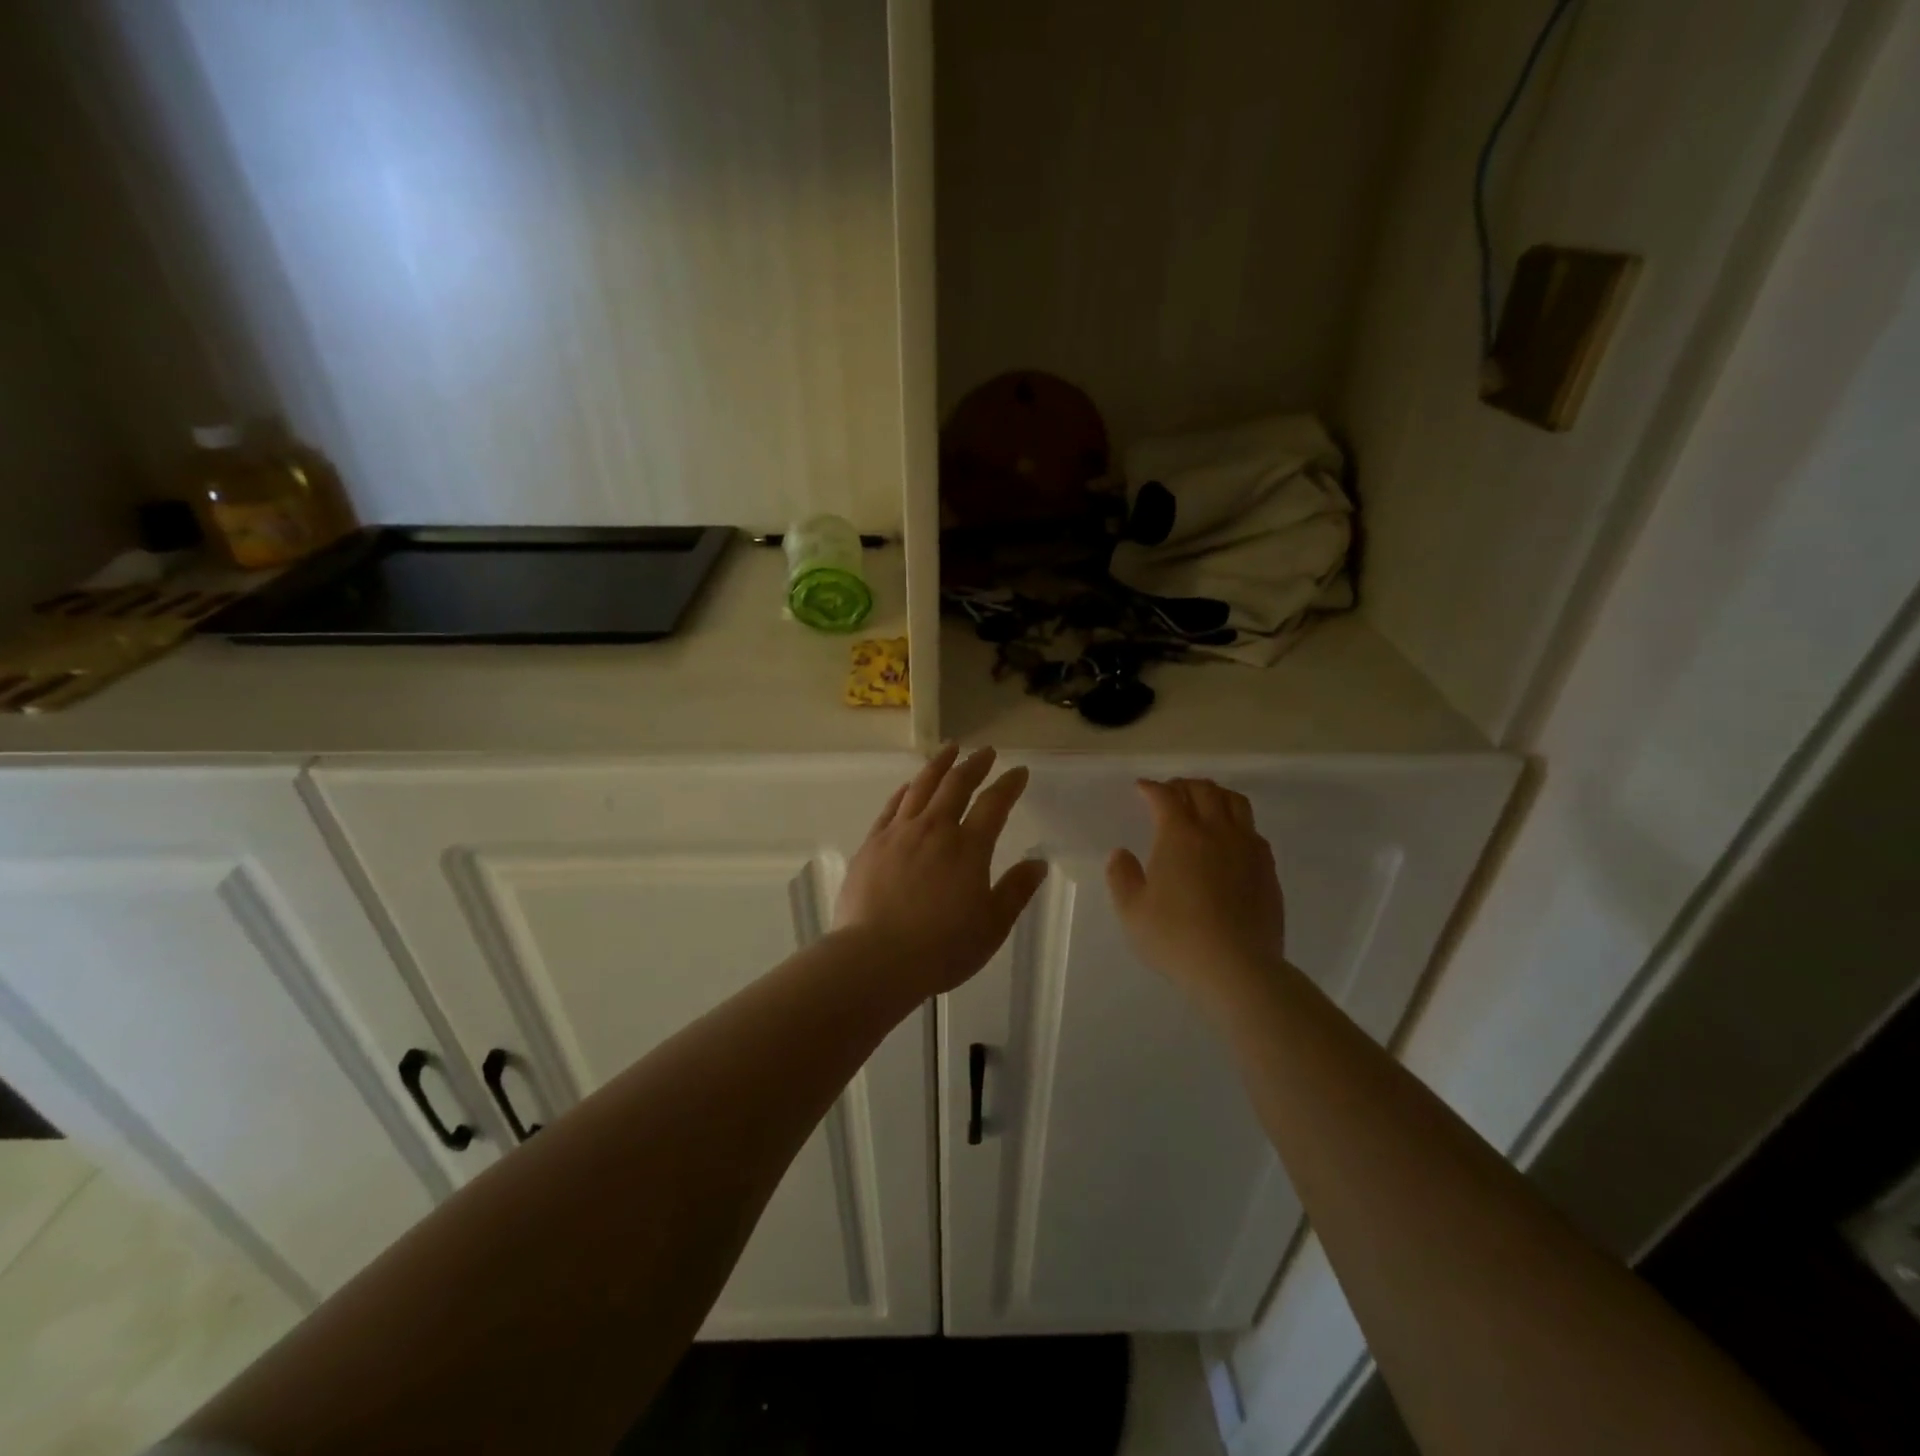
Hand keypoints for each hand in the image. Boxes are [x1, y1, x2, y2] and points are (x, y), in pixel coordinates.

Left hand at [835, 745, 1048, 996]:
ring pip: (921, 787)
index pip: (994, 804)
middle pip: (956, 785)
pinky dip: (905, 791)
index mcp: (968, 848)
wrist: (876, 958)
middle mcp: (934, 830)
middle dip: (974, 764)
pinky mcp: (872, 845)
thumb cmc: (942, 948)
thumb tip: (1038, 862)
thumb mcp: (992, 926)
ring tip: (949, 749)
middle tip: (985, 751)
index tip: (1019, 771)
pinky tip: (909, 786)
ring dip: (939, 765)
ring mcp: (899, 834)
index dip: (1009, 785)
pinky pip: (892, 807)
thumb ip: (1016, 891)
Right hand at [1106, 778, 1287, 1003]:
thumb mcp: (1132, 911)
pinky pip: (1253, 830)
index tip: (1141, 788)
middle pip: (1204, 790)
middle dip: (1183, 785)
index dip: (1151, 788)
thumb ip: (1122, 876)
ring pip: (1235, 802)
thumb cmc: (1176, 937)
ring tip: (1204, 804)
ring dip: (1215, 795)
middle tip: (1170, 793)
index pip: (1165, 796)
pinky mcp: (1267, 869)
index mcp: (1180, 835)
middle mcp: (1217, 831)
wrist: (1237, 968)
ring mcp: (1247, 848)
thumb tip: (1121, 853)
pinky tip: (1230, 839)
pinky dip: (1237, 822)